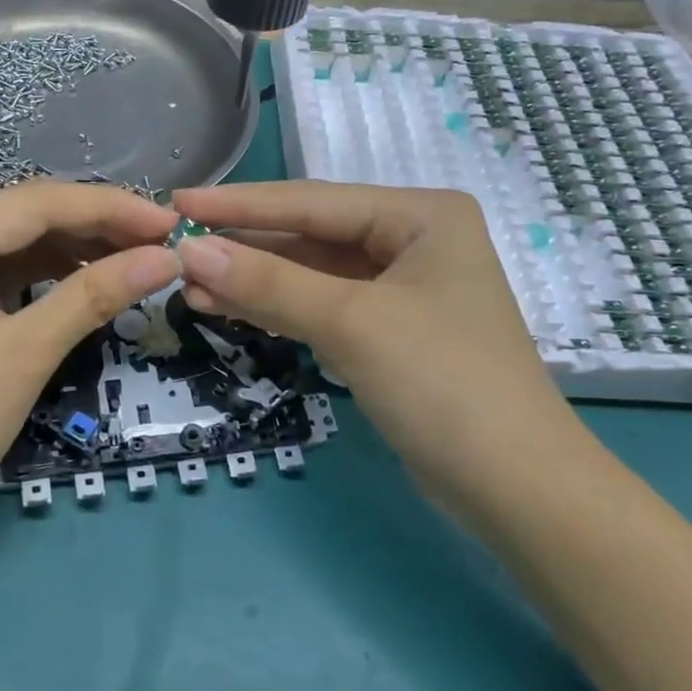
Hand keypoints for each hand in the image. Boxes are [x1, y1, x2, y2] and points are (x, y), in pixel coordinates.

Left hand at [0, 182, 179, 539]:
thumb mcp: (23, 356)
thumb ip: (93, 296)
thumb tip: (166, 258)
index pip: (36, 203)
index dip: (110, 208)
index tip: (171, 222)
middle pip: (28, 216)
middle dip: (99, 226)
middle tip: (165, 242)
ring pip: (21, 242)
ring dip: (80, 249)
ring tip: (141, 259)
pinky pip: (8, 272)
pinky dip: (53, 275)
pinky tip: (94, 280)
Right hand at [170, 181, 571, 492]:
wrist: (515, 489)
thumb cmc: (443, 384)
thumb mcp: (352, 323)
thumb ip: (269, 283)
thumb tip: (189, 250)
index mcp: (421, 215)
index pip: (313, 202)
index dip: (240, 204)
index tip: (178, 202)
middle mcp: (413, 241)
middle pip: (311, 234)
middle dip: (244, 245)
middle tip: (175, 247)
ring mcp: (401, 288)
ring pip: (311, 273)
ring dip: (254, 279)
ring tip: (189, 282)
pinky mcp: (389, 331)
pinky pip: (321, 305)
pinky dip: (277, 307)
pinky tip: (228, 306)